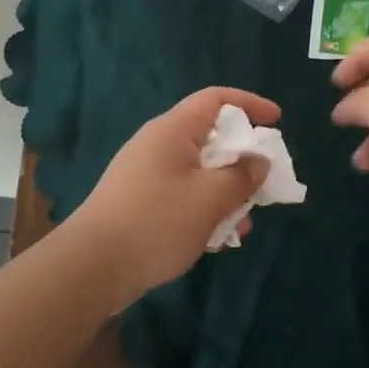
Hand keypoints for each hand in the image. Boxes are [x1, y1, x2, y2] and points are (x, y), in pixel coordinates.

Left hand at [68, 87, 278, 306]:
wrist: (91, 268)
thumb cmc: (156, 223)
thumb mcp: (210, 199)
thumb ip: (241, 176)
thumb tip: (258, 161)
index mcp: (173, 131)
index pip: (215, 99)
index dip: (249, 104)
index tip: (277, 121)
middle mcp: (157, 145)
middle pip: (209, 137)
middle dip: (242, 159)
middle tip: (263, 183)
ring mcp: (144, 174)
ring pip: (198, 171)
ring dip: (225, 191)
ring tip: (244, 224)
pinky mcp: (138, 201)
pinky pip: (182, 194)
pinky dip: (204, 208)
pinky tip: (216, 241)